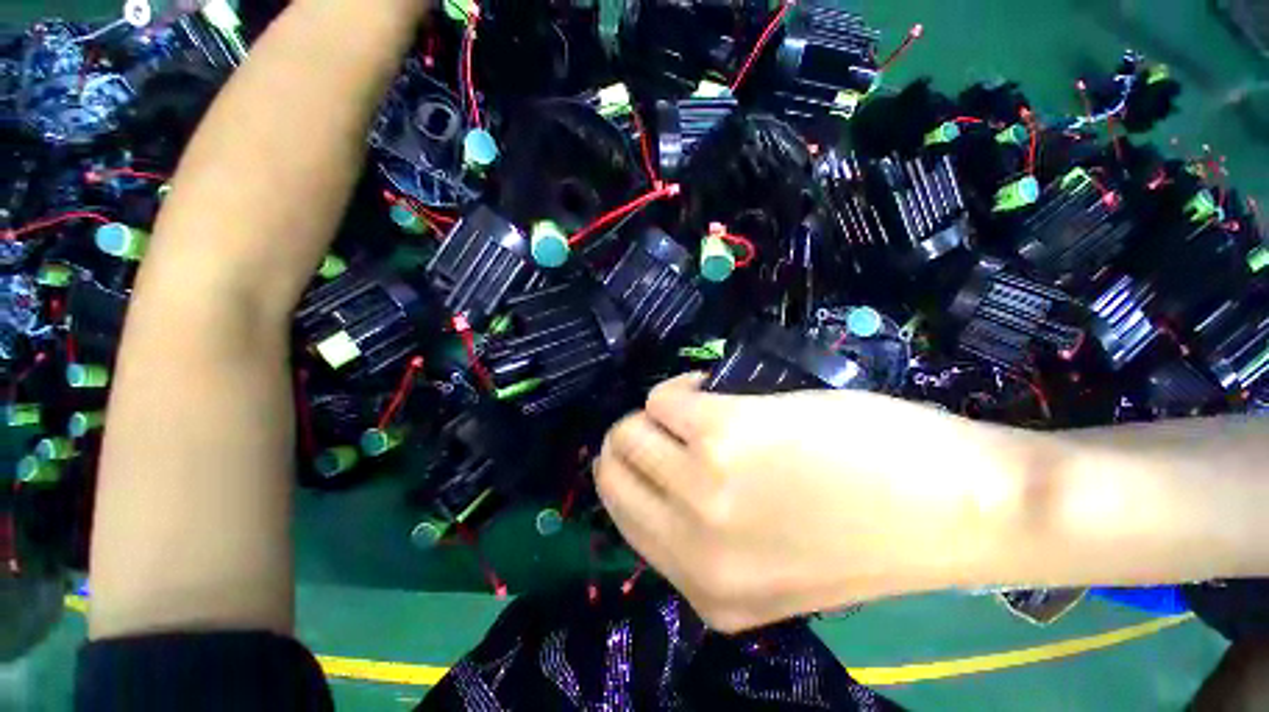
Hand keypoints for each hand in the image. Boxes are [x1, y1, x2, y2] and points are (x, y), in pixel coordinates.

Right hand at [597, 375, 1058, 631]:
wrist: (957, 507)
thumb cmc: (867, 532)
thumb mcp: (768, 561)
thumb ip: (704, 533)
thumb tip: (659, 476)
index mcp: (703, 589)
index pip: (622, 515)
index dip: (632, 475)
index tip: (658, 453)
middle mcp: (691, 546)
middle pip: (612, 472)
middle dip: (632, 441)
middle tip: (669, 426)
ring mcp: (703, 488)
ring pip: (631, 430)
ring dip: (658, 412)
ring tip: (698, 406)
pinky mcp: (721, 434)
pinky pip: (666, 399)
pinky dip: (683, 389)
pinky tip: (715, 389)